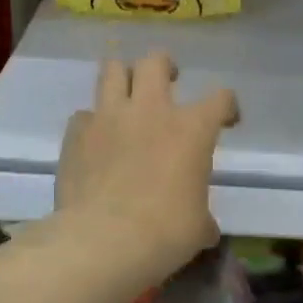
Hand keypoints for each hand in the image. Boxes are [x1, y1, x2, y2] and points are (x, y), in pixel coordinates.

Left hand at [55, 52, 237, 284]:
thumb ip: (203, 217)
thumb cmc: (164, 232)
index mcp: (191, 129)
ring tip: (127, 96)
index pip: (220, 98)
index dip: (227, 106)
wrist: (103, 241)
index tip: (226, 121)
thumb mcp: (198, 228)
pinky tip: (95, 140)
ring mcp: (108, 117)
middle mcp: (150, 110)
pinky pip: (84, 115)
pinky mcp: (76, 133)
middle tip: (167, 82)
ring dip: (123, 78)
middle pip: (155, 61)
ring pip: (112, 70)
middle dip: (164, 67)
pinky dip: (92, 122)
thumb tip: (205, 228)